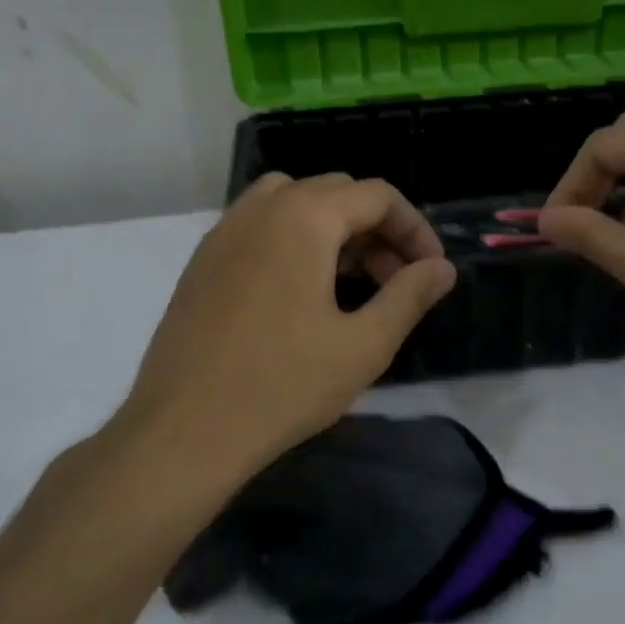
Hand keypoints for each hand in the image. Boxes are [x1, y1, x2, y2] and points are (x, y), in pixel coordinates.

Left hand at [118, 173, 456, 481]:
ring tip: (347, 279)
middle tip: (394, 281)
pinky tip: (298, 291)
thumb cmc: (282, 387)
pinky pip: (259, 224)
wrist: (184, 432)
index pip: (376, 195)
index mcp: (303, 219)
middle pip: (336, 191)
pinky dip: (293, 237)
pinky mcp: (202, 260)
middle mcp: (260, 209)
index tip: (430, 271)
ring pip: (293, 201)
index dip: (414, 228)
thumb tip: (441, 268)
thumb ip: (409, 296)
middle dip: (376, 228)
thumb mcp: (363, 345)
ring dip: (332, 227)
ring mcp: (224, 232)